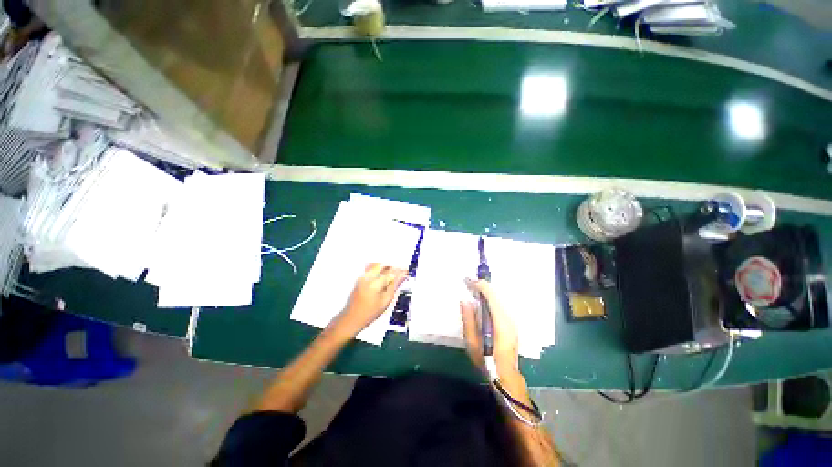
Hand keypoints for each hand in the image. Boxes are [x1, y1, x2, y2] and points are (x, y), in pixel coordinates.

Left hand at [330, 263, 407, 339]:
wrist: (352, 318)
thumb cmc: (370, 313)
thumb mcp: (386, 301)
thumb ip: (394, 285)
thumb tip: (403, 275)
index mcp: (375, 284)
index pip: (390, 273)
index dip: (400, 271)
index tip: (407, 270)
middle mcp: (367, 277)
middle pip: (382, 265)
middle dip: (392, 266)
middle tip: (400, 271)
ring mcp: (362, 276)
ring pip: (376, 265)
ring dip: (385, 267)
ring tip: (393, 274)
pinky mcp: (360, 278)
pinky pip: (371, 268)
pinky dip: (379, 269)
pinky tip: (384, 275)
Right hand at [460, 279, 519, 378]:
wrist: (506, 375)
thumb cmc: (487, 360)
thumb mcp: (472, 342)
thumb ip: (469, 319)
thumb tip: (465, 301)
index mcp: (500, 321)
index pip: (491, 296)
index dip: (480, 285)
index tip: (468, 281)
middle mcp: (509, 317)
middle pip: (496, 295)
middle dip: (482, 287)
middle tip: (468, 284)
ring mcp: (512, 320)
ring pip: (499, 299)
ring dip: (486, 292)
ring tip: (473, 290)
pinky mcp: (511, 323)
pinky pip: (500, 305)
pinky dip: (490, 300)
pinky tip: (482, 302)